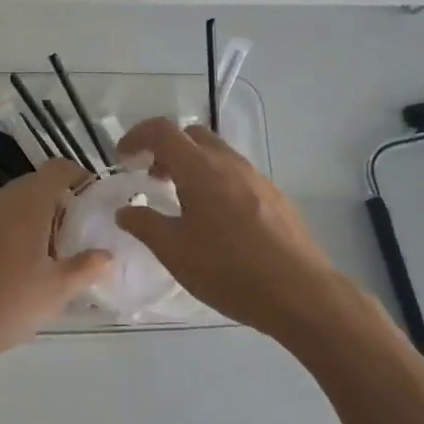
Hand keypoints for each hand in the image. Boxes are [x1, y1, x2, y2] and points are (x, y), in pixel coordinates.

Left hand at [0, 159, 111, 367]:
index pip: (59, 169)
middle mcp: (3, 199)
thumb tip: (107, 254)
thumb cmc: (6, 302)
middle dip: (62, 203)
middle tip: (80, 235)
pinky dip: (16, 231)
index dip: (81, 178)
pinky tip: (20, 266)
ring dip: (38, 218)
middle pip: (39, 184)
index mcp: (29, 203)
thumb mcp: (57, 290)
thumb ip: (87, 267)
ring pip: (17, 203)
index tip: (96, 203)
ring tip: (53, 254)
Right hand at [114, 118, 344, 341]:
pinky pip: (237, 175)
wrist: (299, 293)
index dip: (137, 136)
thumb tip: (125, 210)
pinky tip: (216, 221)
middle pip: (192, 136)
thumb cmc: (228, 270)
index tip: (123, 159)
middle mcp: (230, 163)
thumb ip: (145, 225)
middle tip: (152, 179)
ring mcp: (257, 178)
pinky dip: (215, 182)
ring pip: (217, 155)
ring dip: (192, 167)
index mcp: (200, 169)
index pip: (162, 131)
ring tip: (181, 203)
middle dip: (166, 149)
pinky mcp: (275, 197)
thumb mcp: (175, 252)